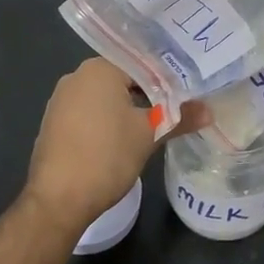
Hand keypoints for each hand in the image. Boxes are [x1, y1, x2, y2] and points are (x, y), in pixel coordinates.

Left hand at [22, 58, 200, 236]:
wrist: (58, 201)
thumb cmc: (107, 156)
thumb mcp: (150, 135)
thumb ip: (180, 117)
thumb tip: (209, 111)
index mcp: (99, 68)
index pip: (143, 63)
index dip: (168, 77)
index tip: (188, 91)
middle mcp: (76, 76)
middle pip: (124, 78)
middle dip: (150, 94)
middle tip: (178, 108)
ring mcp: (61, 100)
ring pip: (106, 97)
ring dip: (128, 109)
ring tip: (156, 125)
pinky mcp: (54, 123)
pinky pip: (89, 113)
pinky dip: (108, 121)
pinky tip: (124, 139)